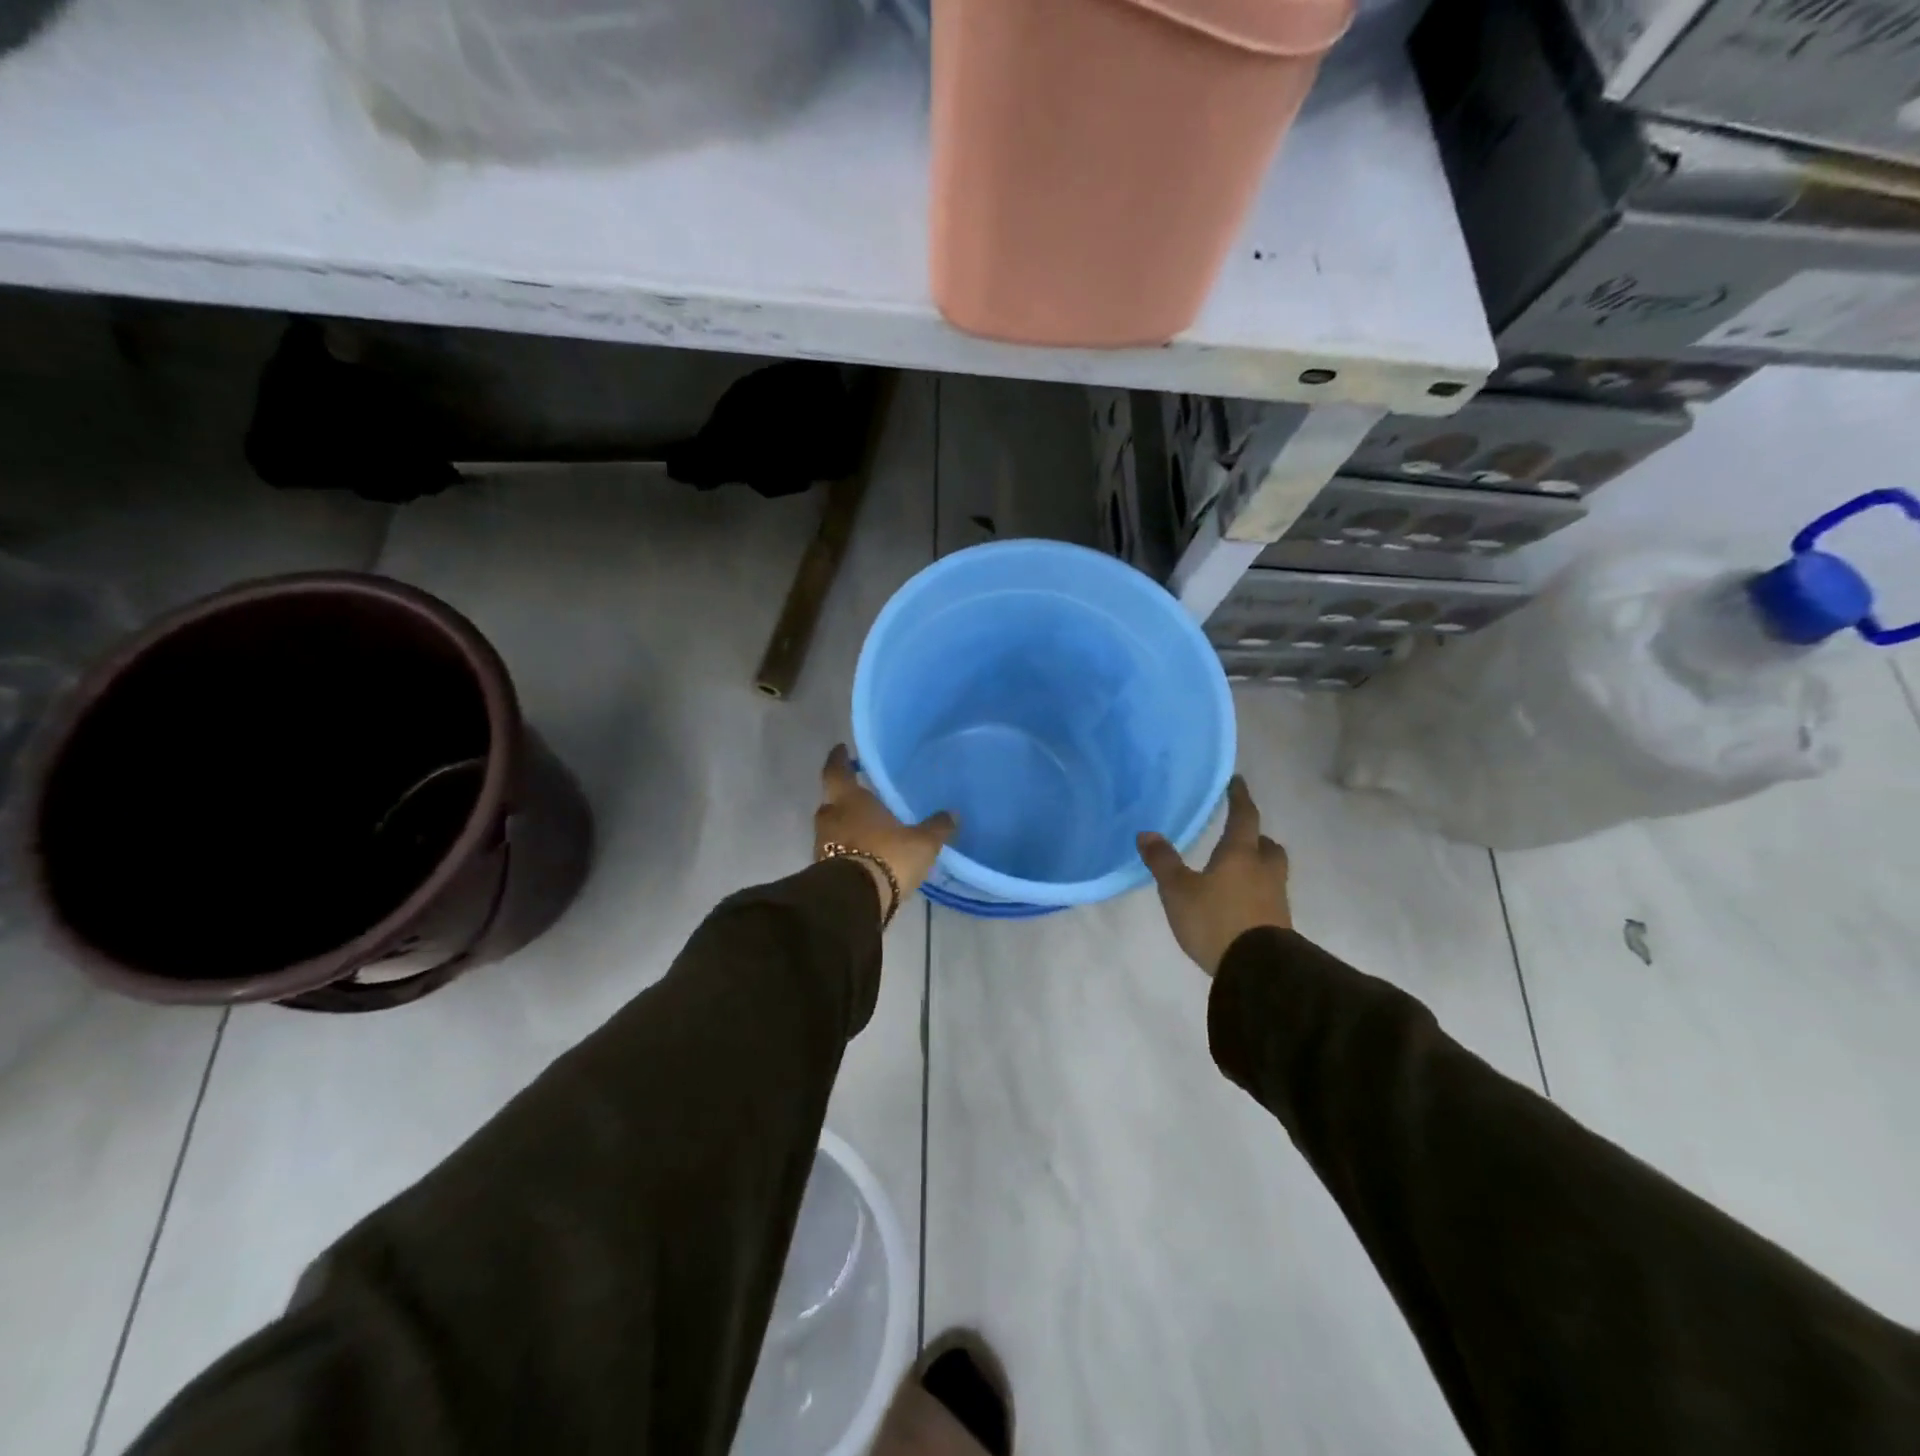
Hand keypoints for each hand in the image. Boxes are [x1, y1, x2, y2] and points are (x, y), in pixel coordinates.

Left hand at [815, 744, 956, 917]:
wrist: (854, 901)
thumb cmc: (887, 856)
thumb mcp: (922, 842)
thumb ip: (936, 827)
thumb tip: (952, 813)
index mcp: (849, 800)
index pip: (836, 771)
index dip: (839, 759)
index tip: (841, 750)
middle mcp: (830, 817)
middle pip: (833, 801)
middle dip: (845, 797)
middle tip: (863, 794)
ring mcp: (822, 845)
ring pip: (833, 827)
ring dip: (847, 826)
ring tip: (868, 827)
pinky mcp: (823, 871)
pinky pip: (835, 851)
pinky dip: (847, 849)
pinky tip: (866, 854)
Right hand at [1138, 776, 1290, 976]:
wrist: (1259, 969)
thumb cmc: (1216, 920)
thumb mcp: (1179, 891)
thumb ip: (1163, 862)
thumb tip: (1146, 833)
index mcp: (1240, 854)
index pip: (1244, 817)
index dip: (1239, 798)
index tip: (1237, 782)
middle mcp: (1263, 870)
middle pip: (1267, 846)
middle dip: (1256, 838)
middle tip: (1240, 837)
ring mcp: (1275, 898)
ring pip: (1271, 871)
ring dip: (1258, 866)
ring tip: (1237, 872)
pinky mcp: (1279, 924)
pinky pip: (1269, 897)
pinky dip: (1256, 892)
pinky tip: (1239, 903)